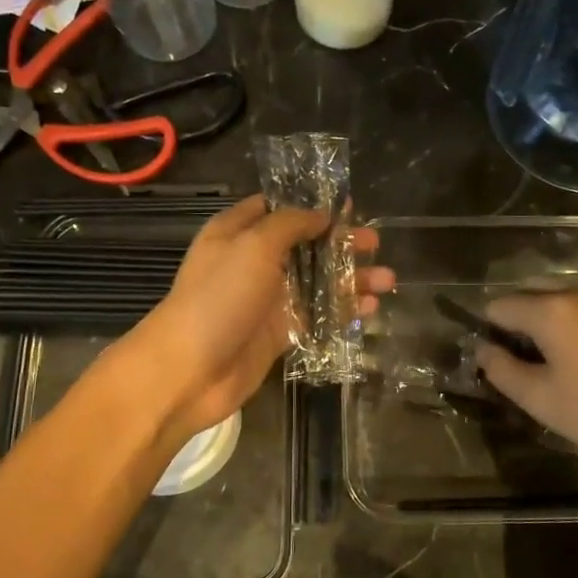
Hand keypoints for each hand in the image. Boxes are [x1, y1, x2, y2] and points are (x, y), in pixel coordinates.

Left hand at [129, 196, 393, 439]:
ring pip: (317, 283)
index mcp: (237, 233)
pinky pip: (318, 317)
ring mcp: (267, 300)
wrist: (189, 371)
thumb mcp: (253, 245)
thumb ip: (290, 224)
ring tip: (387, 280)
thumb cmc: (218, 298)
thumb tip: (322, 214)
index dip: (311, 205)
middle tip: (374, 243)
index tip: (348, 206)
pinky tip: (371, 310)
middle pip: (305, 246)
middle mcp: (254, 263)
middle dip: (341, 244)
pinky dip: (343, 312)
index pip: (277, 209)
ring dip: (351, 280)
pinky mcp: (280, 334)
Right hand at [474, 289, 577, 502]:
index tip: (494, 363)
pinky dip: (571, 327)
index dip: (487, 332)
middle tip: (518, 364)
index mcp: (550, 310)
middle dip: (515, 323)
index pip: (499, 306)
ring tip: (549, 365)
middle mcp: (577, 294)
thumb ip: (502, 371)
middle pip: (529, 295)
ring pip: (559, 301)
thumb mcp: (541, 399)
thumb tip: (482, 351)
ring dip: (544, 324)